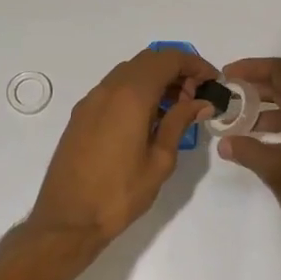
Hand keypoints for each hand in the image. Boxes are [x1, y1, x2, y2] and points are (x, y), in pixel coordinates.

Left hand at [28, 47, 217, 249]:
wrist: (67, 219)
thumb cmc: (120, 193)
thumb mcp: (160, 160)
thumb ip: (179, 123)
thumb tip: (200, 102)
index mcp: (131, 96)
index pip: (168, 59)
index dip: (194, 64)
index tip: (212, 82)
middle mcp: (108, 89)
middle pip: (148, 60)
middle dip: (176, 70)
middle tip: (195, 97)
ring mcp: (91, 100)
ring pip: (129, 72)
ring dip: (156, 79)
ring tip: (176, 109)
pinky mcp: (81, 115)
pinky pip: (114, 88)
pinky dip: (136, 90)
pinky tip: (149, 119)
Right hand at [216, 58, 280, 260]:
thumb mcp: (277, 170)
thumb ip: (248, 151)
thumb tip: (225, 143)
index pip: (280, 71)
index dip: (251, 68)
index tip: (226, 77)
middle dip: (254, 90)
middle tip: (226, 100)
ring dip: (264, 113)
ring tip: (236, 126)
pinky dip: (278, 131)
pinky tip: (259, 146)